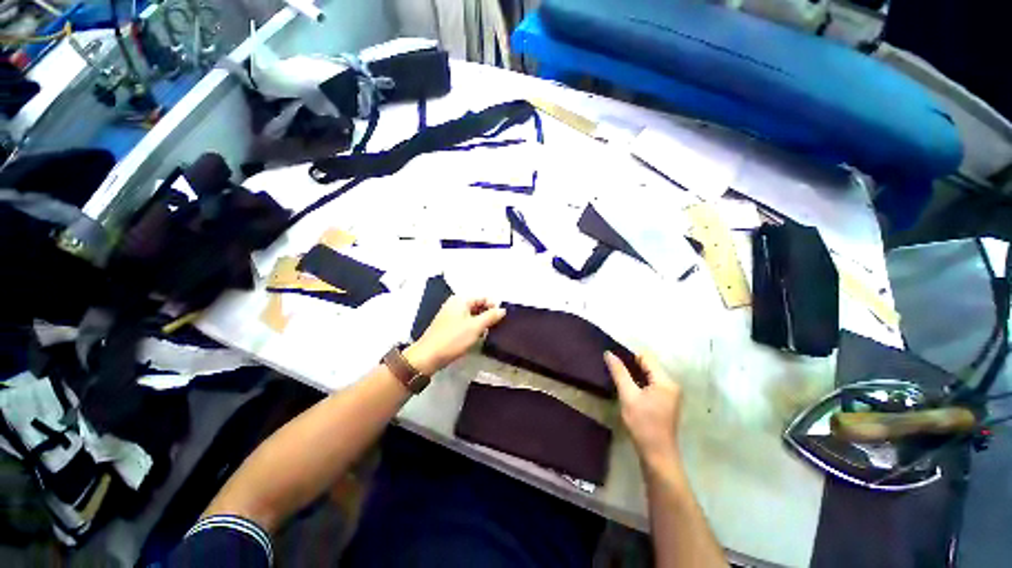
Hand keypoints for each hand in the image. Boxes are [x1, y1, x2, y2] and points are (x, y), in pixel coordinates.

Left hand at [405, 296, 505, 375]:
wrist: (428, 357)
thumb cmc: (453, 339)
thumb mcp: (475, 327)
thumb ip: (491, 316)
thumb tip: (502, 310)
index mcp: (461, 300)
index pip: (483, 298)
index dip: (493, 307)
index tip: (501, 320)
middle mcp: (455, 303)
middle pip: (477, 305)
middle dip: (487, 315)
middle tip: (496, 327)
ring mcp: (450, 314)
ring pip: (472, 314)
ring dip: (481, 322)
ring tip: (487, 333)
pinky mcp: (448, 325)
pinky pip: (465, 321)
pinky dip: (472, 327)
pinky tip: (476, 337)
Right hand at [605, 351, 682, 468]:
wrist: (657, 454)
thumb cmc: (643, 424)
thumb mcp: (628, 396)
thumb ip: (619, 373)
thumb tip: (609, 353)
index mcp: (665, 381)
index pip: (646, 357)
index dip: (629, 356)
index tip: (613, 360)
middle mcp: (671, 384)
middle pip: (649, 365)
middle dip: (631, 365)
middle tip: (613, 369)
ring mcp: (670, 394)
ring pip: (649, 375)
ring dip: (634, 374)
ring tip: (618, 377)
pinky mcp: (666, 402)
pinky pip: (652, 384)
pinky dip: (640, 383)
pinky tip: (629, 389)